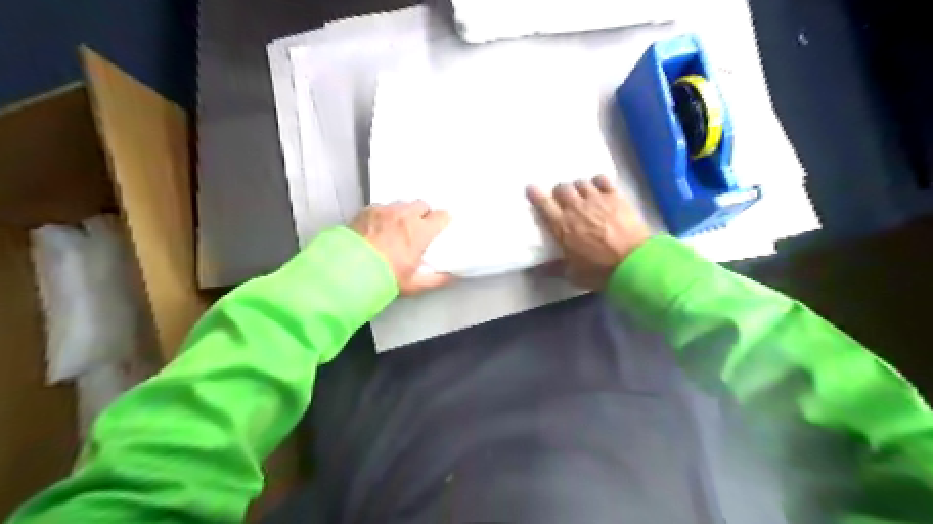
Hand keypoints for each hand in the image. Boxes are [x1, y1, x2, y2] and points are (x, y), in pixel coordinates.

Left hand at [348, 200, 454, 295]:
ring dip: (404, 212)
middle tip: (418, 228)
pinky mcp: (367, 210)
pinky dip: (385, 214)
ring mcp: (384, 210)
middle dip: (423, 214)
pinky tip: (379, 227)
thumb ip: (437, 279)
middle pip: (422, 204)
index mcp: (420, 231)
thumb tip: (453, 277)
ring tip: (398, 227)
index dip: (442, 221)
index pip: (442, 215)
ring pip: (402, 204)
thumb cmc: (384, 278)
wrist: (347, 272)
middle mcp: (404, 215)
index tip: (440, 228)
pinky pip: (382, 207)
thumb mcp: (414, 284)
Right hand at [527, 176, 649, 290]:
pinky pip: (602, 179)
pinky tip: (599, 188)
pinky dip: (597, 182)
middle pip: (562, 188)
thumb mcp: (573, 274)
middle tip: (563, 200)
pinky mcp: (615, 196)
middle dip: (559, 192)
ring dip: (578, 187)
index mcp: (561, 226)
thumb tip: (538, 270)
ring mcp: (596, 199)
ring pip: (581, 182)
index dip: (535, 194)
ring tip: (582, 195)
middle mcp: (576, 207)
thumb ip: (554, 269)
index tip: (531, 189)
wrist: (633, 262)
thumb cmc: (599, 270)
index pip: (543, 203)